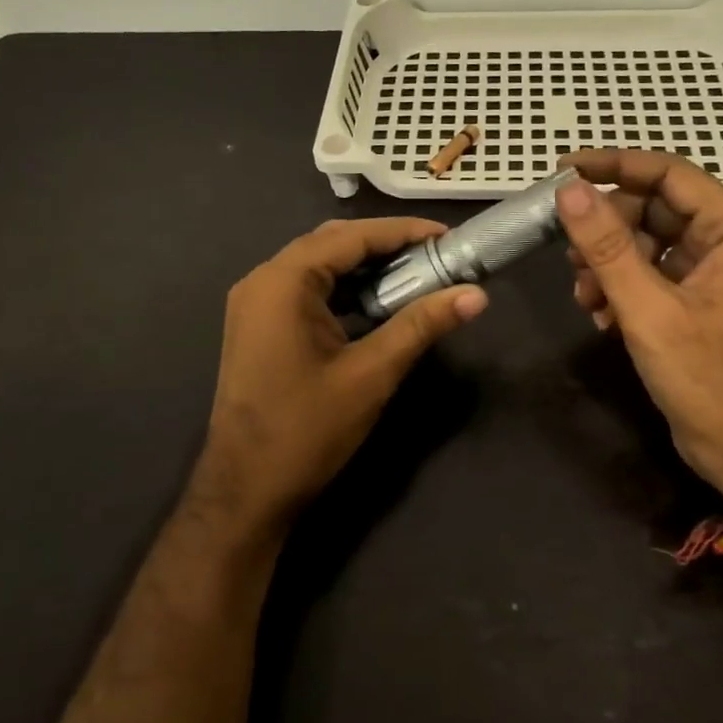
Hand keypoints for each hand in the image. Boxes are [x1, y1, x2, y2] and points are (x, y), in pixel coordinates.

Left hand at [193, 218, 487, 530]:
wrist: (245, 491)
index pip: (351, 237)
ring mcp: (255, 304)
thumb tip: (476, 295)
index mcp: (283, 281)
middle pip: (332, 244)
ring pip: (318, 266)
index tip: (448, 235)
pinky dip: (343, 290)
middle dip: (385, 246)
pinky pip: (305, 291)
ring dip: (364, 268)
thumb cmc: (307, 430)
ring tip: (415, 274)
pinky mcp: (258, 326)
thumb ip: (421, 325)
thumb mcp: (372, 374)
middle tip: (436, 255)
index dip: (403, 232)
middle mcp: (262, 280)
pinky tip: (376, 303)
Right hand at [557, 150, 722, 499]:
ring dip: (608, 264)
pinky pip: (651, 274)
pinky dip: (621, 288)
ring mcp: (712, 273)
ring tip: (584, 296)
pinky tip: (600, 317)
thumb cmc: (707, 377)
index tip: (563, 170)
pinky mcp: (696, 301)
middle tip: (569, 254)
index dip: (614, 166)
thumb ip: (607, 246)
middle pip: (654, 208)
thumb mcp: (648, 309)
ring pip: (647, 243)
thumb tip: (568, 191)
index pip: (668, 173)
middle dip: (606, 230)